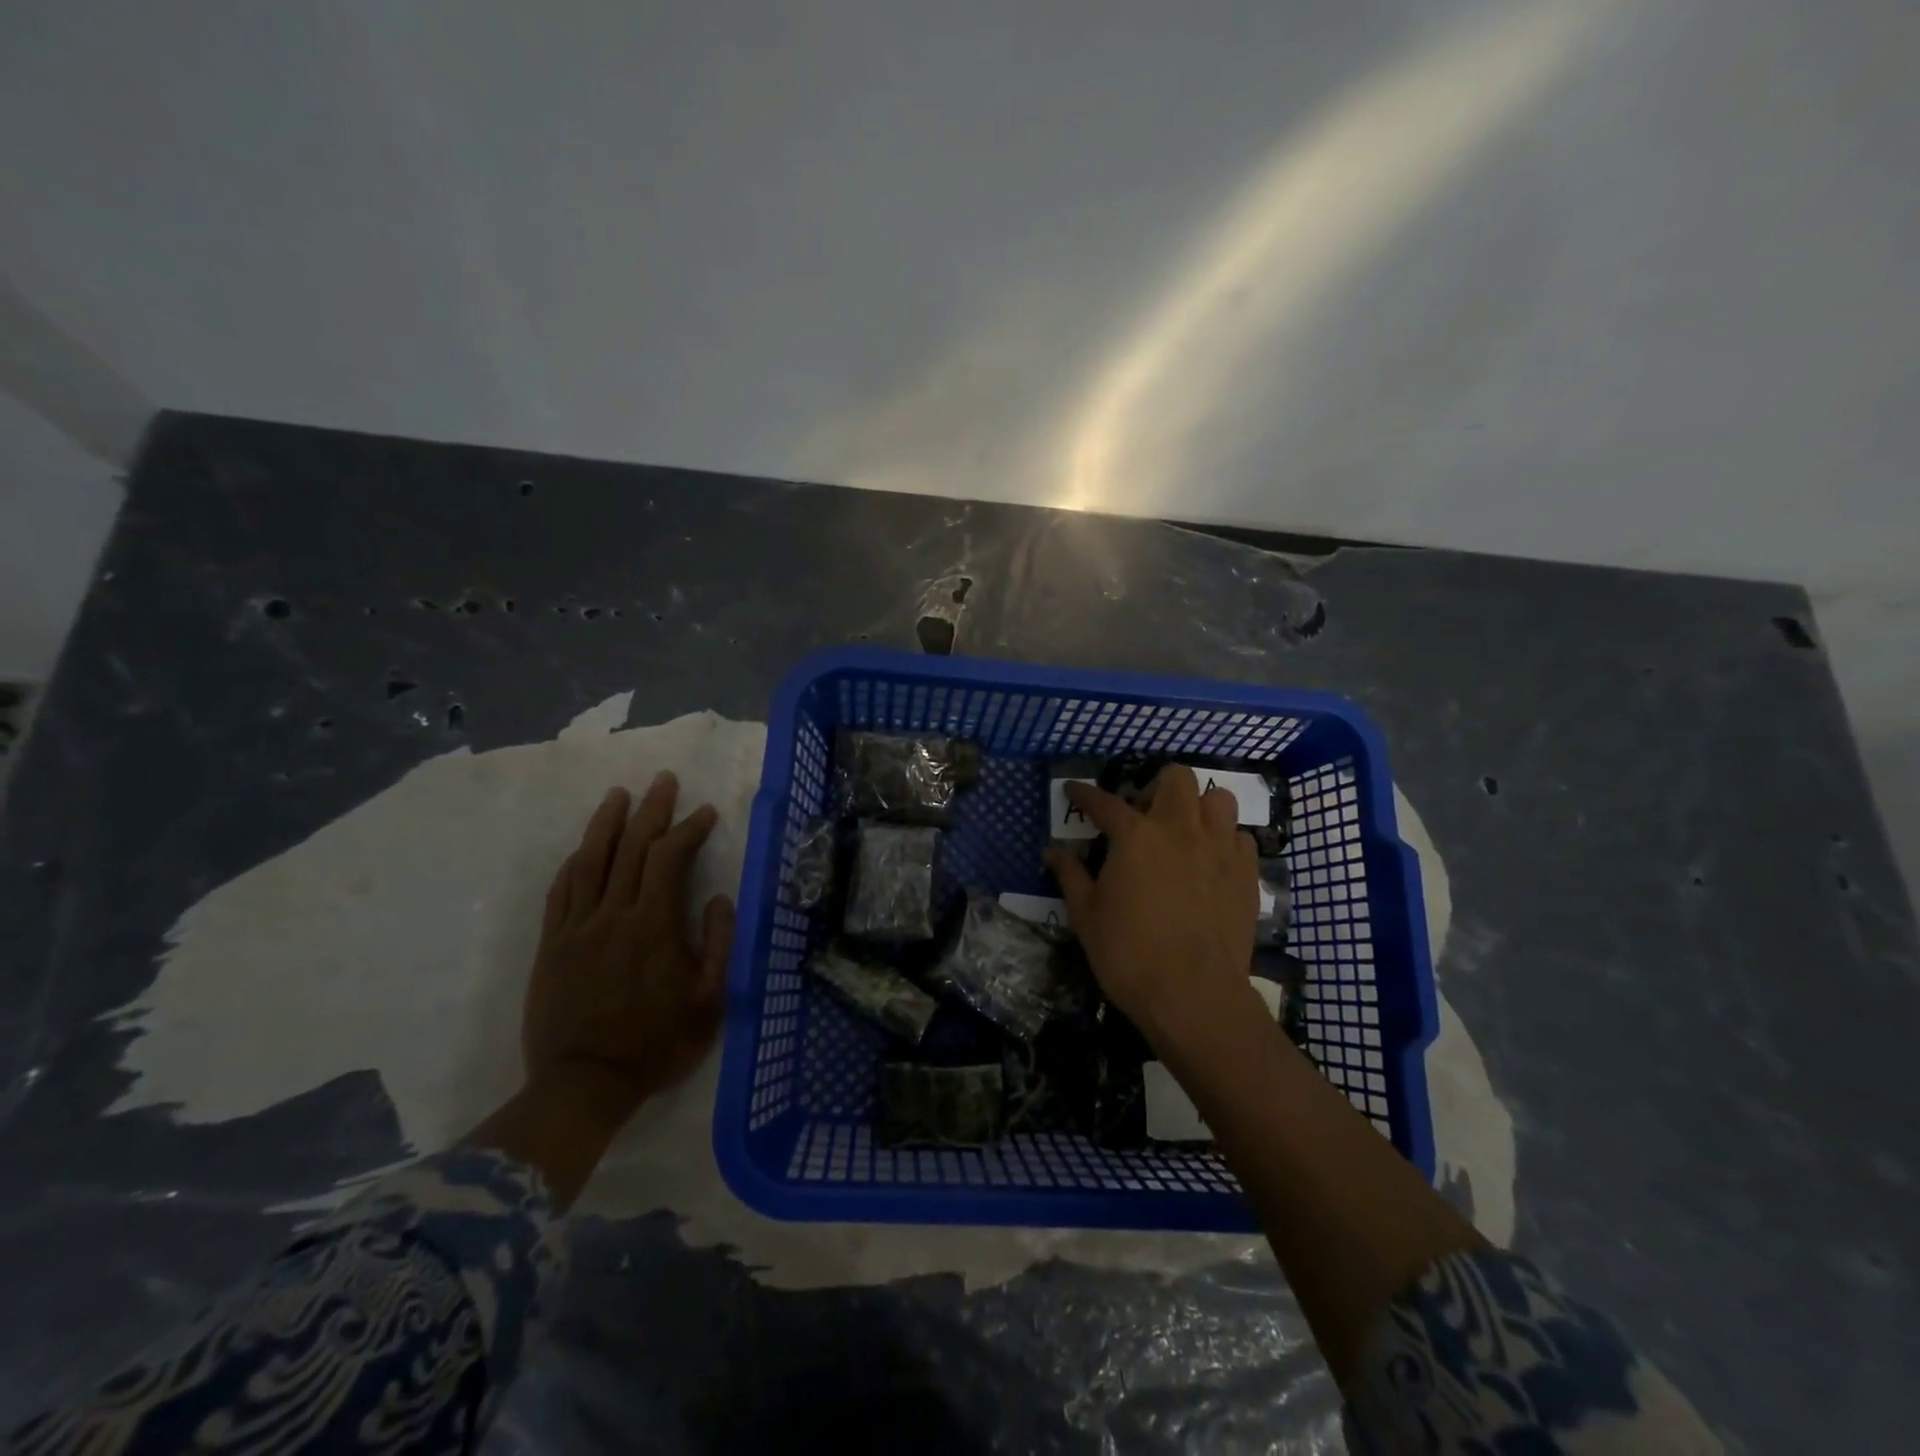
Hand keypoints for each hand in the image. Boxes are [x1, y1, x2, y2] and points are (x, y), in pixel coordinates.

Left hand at [522, 774, 733, 1127]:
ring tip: (619, 794)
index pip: (669, 859)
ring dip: (606, 823)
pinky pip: (560, 892)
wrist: (584, 1085)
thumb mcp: (709, 1002)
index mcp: (653, 926)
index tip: (706, 813)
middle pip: (630, 848)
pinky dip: (574, 862)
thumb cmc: (656, 1045)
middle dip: (651, 810)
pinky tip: (583, 847)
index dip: (689, 829)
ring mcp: (576, 928)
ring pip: (590, 861)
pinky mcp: (552, 945)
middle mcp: (613, 915)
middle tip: (663, 781)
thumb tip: (720, 898)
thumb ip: (718, 945)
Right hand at [1045, 765, 1263, 1056]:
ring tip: (1184, 831)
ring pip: (1219, 799)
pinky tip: (1211, 861)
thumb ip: (1070, 876)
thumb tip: (1052, 852)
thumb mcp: (1086, 915)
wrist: (1192, 995)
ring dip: (1198, 806)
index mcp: (1135, 836)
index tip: (1074, 790)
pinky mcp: (1246, 874)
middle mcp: (1180, 829)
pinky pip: (1241, 836)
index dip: (1085, 794)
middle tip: (1143, 815)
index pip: (1104, 802)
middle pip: (1176, 778)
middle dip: (1155, 786)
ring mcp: (1219, 848)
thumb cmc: (1128, 954)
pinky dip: (1225, 839)